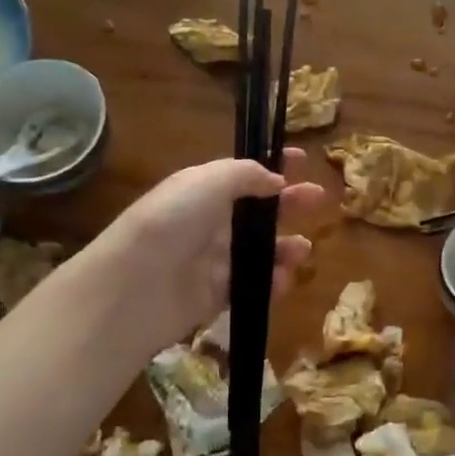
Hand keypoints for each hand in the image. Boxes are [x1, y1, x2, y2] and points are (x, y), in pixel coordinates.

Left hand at [87, 151, 323, 354]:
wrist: (135, 285)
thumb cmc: (173, 221)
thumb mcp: (208, 180)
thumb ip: (247, 174)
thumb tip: (276, 181)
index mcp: (204, 191)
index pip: (245, 174)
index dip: (273, 166)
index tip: (303, 159)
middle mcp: (210, 223)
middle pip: (258, 212)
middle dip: (290, 203)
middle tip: (319, 199)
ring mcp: (214, 261)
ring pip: (260, 251)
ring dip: (285, 248)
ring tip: (303, 250)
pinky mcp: (217, 296)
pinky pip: (253, 285)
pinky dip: (272, 283)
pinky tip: (283, 280)